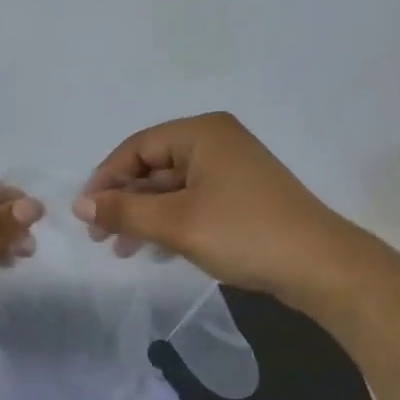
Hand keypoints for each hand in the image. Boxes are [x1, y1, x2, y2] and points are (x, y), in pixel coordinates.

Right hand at [75, 113, 347, 306]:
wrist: (320, 265)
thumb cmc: (243, 233)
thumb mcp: (175, 223)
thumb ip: (124, 210)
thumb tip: (80, 204)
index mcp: (201, 133)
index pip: (136, 148)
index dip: (105, 179)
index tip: (85, 214)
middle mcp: (215, 142)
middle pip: (153, 167)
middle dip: (124, 202)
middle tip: (100, 237)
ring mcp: (231, 170)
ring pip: (171, 188)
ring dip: (144, 216)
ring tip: (122, 249)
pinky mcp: (242, 196)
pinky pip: (192, 202)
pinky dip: (170, 222)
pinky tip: (155, 251)